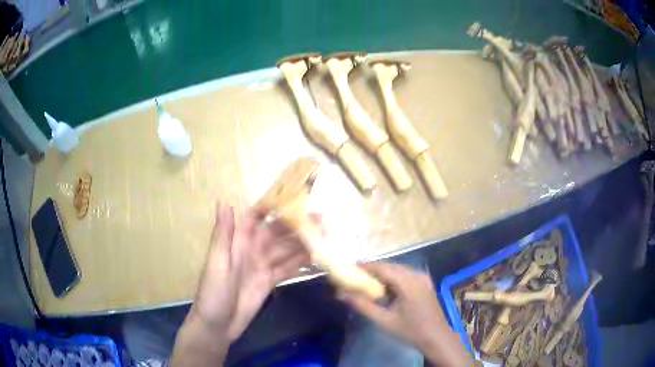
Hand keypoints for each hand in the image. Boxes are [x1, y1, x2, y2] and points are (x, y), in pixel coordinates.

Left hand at [171, 202, 310, 365]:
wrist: (218, 325)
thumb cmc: (213, 293)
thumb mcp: (216, 263)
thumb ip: (223, 234)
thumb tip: (224, 201)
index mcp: (238, 242)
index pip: (257, 218)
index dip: (273, 206)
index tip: (294, 195)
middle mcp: (253, 250)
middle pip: (277, 233)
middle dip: (296, 224)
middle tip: (321, 216)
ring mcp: (262, 266)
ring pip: (286, 249)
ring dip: (302, 241)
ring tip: (325, 232)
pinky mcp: (270, 282)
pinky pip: (287, 268)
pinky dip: (300, 262)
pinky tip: (316, 255)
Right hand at [339, 263, 470, 366]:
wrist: (436, 337)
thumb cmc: (410, 330)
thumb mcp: (384, 320)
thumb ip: (363, 306)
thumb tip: (342, 295)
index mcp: (408, 282)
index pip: (383, 268)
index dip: (366, 267)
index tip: (350, 268)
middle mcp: (417, 275)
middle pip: (391, 267)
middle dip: (373, 271)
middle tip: (355, 276)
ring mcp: (423, 278)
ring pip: (398, 270)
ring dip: (383, 275)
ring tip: (366, 282)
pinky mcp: (425, 284)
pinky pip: (405, 276)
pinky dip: (393, 279)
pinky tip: (385, 290)